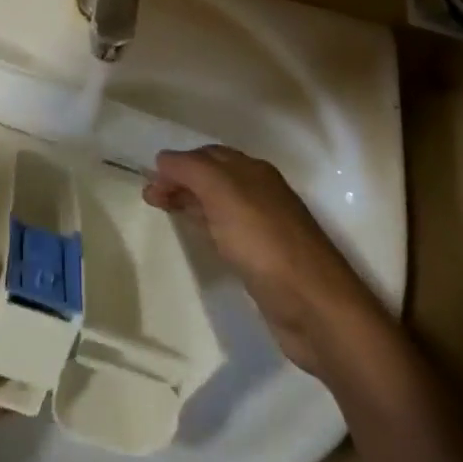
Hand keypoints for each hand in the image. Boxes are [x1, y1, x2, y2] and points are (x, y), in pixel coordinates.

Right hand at [145, 146, 377, 374]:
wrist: (314, 307)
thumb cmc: (265, 243)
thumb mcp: (224, 194)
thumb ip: (192, 171)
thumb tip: (163, 157)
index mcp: (253, 171)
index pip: (207, 155)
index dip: (177, 163)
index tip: (148, 181)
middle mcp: (260, 192)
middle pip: (214, 177)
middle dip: (181, 181)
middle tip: (150, 197)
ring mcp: (264, 226)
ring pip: (220, 203)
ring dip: (191, 201)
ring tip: (165, 211)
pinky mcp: (264, 258)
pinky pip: (228, 230)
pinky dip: (207, 225)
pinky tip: (199, 237)